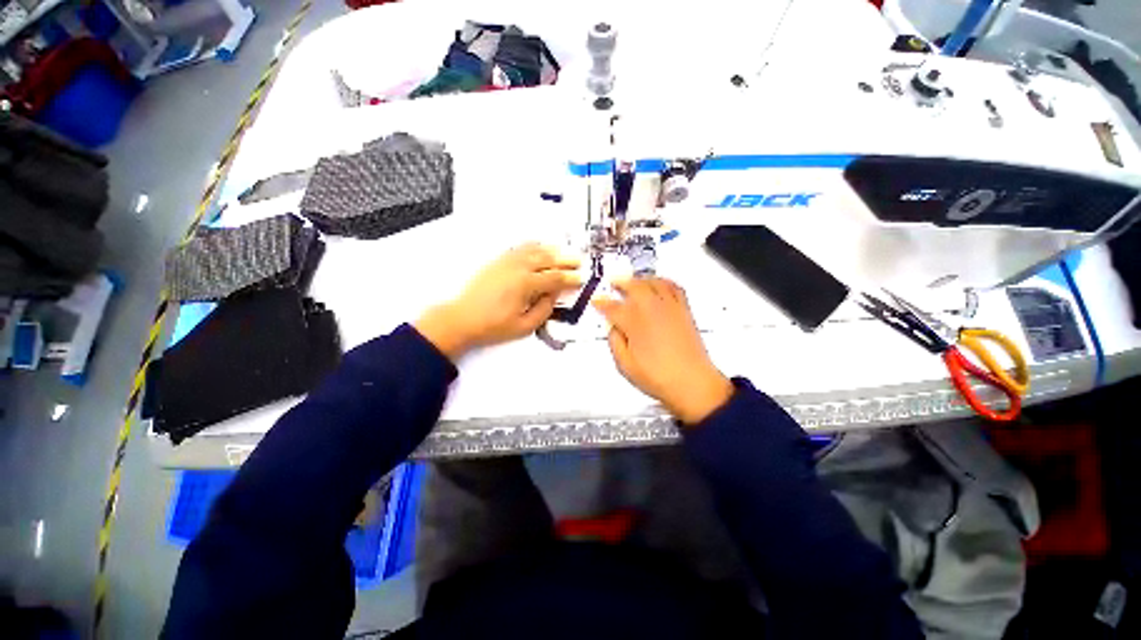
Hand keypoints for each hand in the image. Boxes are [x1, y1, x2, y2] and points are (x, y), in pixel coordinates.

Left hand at [415, 244, 580, 360]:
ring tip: (563, 252)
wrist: (462, 318)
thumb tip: (553, 296)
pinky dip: (533, 246)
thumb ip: (544, 310)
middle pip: (547, 259)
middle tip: (578, 261)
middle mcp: (518, 268)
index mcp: (526, 284)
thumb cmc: (493, 326)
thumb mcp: (524, 326)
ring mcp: (507, 262)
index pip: (555, 278)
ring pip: (534, 250)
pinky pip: (519, 248)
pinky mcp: (498, 261)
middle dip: (565, 260)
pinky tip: (539, 246)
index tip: (581, 278)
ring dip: (551, 250)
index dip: (570, 278)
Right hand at [593, 278, 732, 424]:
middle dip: (621, 282)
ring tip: (634, 280)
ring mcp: (670, 308)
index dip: (602, 303)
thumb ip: (615, 342)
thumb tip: (612, 329)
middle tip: (614, 282)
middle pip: (634, 286)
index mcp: (634, 323)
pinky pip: (674, 287)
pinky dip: (664, 281)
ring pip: (653, 282)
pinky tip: (660, 283)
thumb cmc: (659, 378)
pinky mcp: (684, 311)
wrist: (692, 384)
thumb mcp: (625, 365)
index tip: (597, 301)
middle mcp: (652, 310)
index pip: (613, 307)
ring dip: (641, 279)